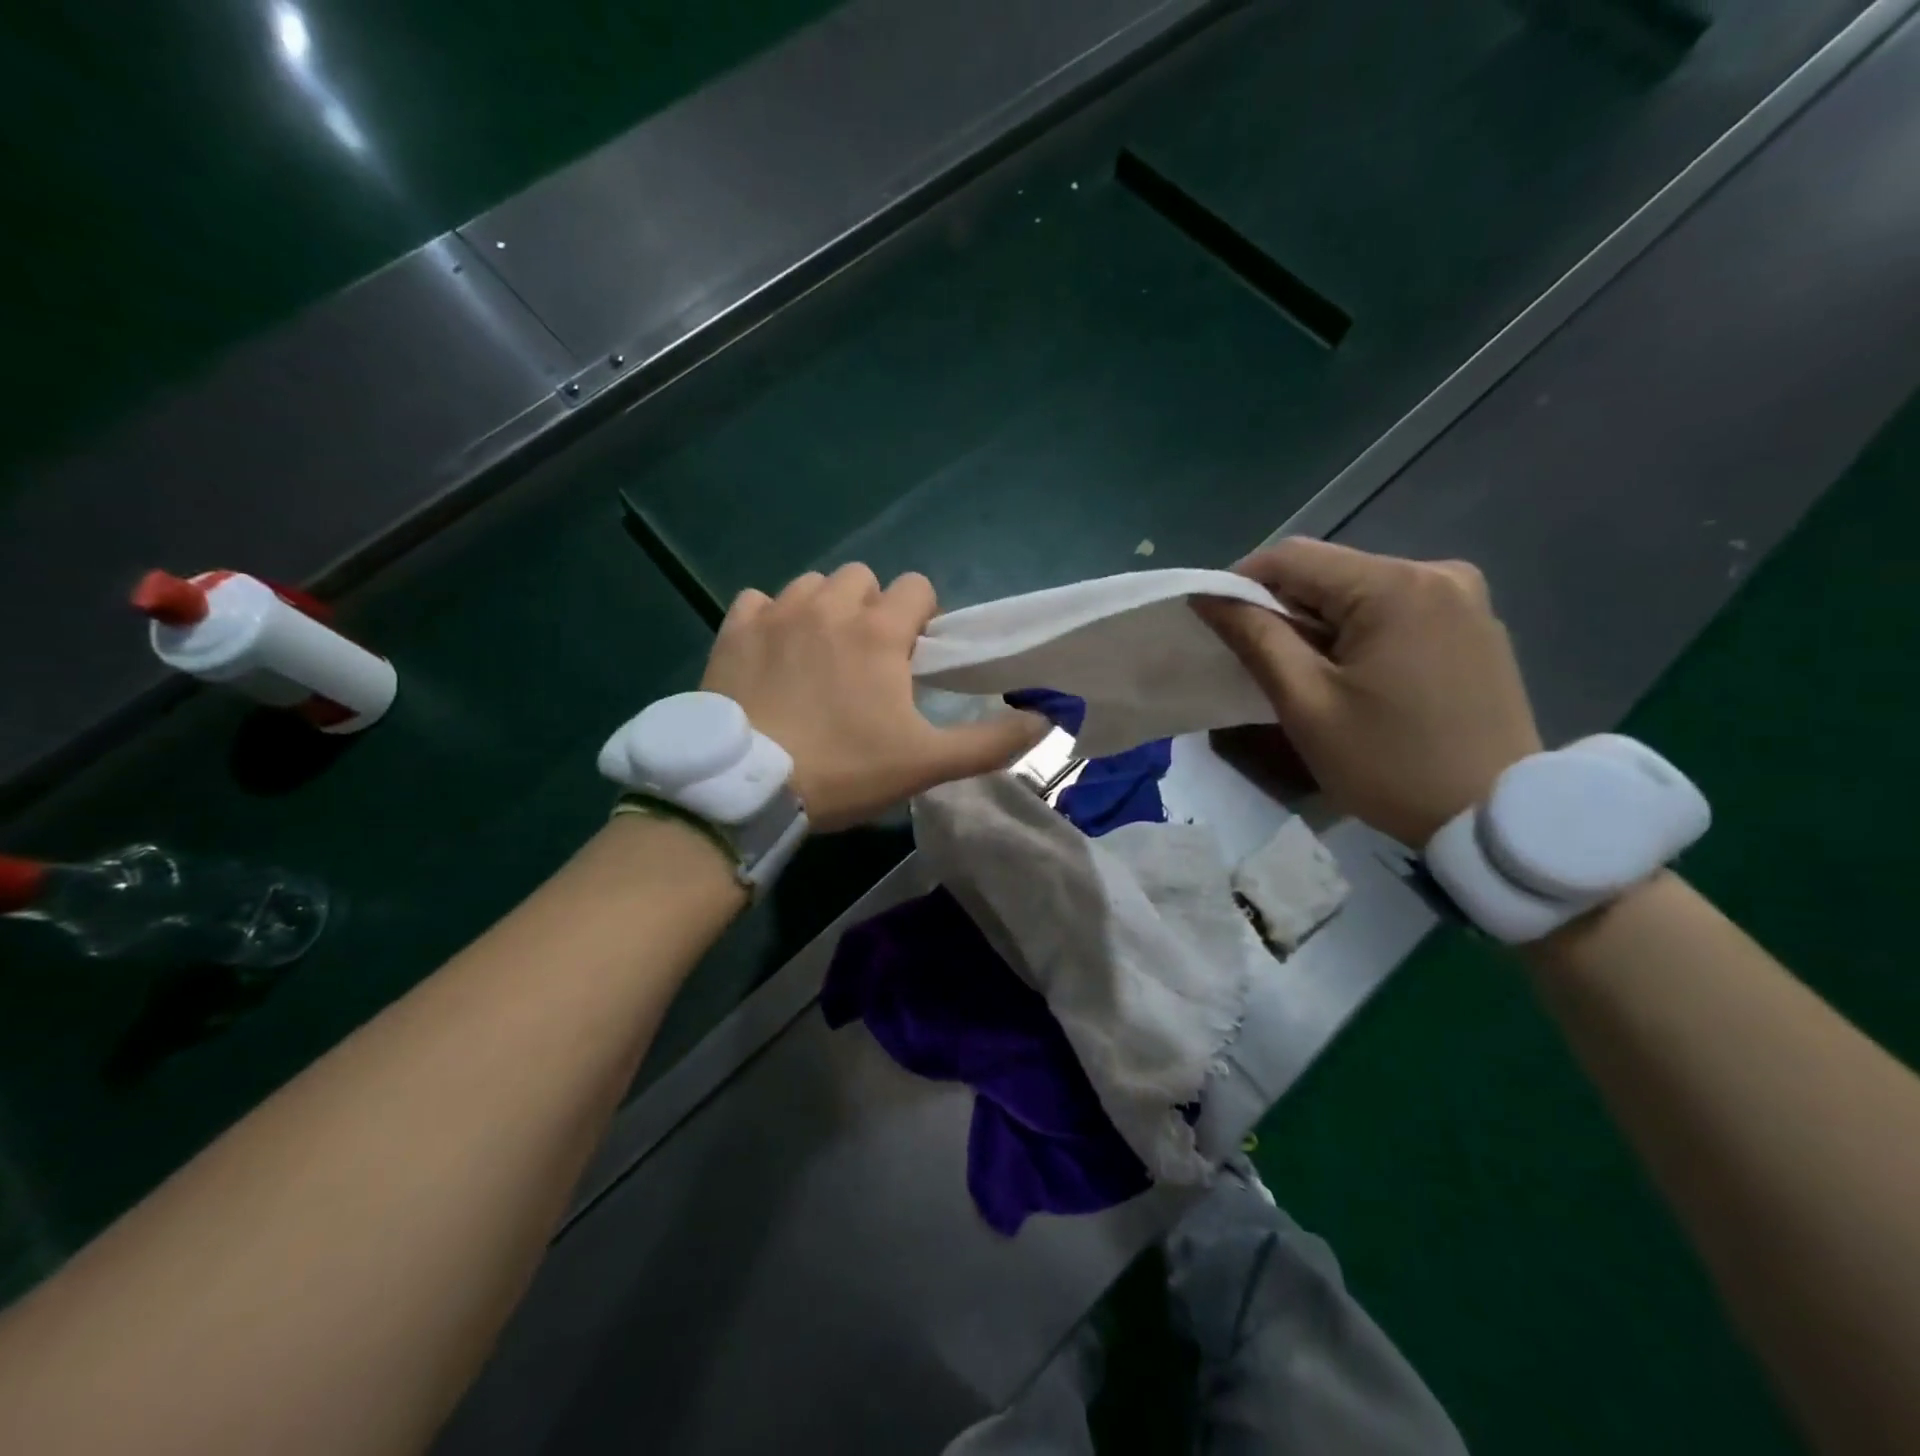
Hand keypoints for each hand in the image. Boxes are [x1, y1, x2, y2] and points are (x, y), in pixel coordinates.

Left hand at [701, 565, 1048, 831]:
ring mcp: (776, 614)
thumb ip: (990, 742)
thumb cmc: (843, 771)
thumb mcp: (926, 764)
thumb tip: (1047, 719)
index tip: (913, 657)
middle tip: (867, 660)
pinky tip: (773, 652)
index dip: (922, 617)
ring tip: (820, 655)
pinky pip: (759, 601)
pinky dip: (771, 618)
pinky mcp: (734, 630)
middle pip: (863, 578)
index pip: (916, 586)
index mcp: (878, 632)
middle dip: (873, 608)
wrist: (747, 789)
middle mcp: (829, 607)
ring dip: (825, 609)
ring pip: (812, 585)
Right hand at [1194, 539, 1542, 846]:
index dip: (1241, 583)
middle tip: (1261, 664)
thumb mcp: (1307, 704)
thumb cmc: (1389, 764)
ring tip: (1308, 677)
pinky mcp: (1475, 623)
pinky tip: (1355, 677)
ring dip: (1319, 623)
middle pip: (1329, 571)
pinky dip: (1358, 631)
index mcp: (1395, 585)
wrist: (1494, 817)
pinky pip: (1395, 609)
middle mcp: (1436, 572)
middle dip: (1283, 609)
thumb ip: (1255, 638)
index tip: (1218, 625)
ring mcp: (1463, 596)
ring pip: (1359, 590)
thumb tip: (1208, 596)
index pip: (1292, 557)